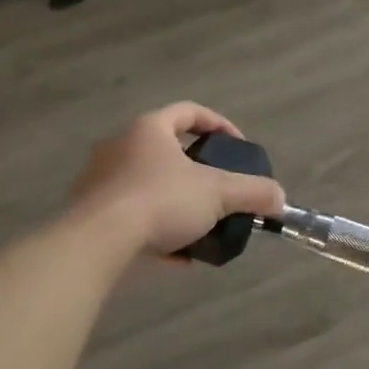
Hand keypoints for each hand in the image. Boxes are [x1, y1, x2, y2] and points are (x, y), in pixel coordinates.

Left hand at [66, 102, 285, 257]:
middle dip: (195, 169)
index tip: (237, 146)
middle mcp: (119, 147)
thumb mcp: (218, 194)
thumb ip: (253, 192)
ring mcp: (98, 181)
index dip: (218, 124)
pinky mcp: (87, 214)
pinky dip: (155, 230)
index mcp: (149, 129)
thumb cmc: (160, 201)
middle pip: (165, 148)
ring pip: (146, 184)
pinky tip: (176, 256)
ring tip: (199, 224)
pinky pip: (129, 216)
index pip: (189, 112)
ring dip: (174, 200)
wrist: (95, 244)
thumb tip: (281, 199)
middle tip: (217, 186)